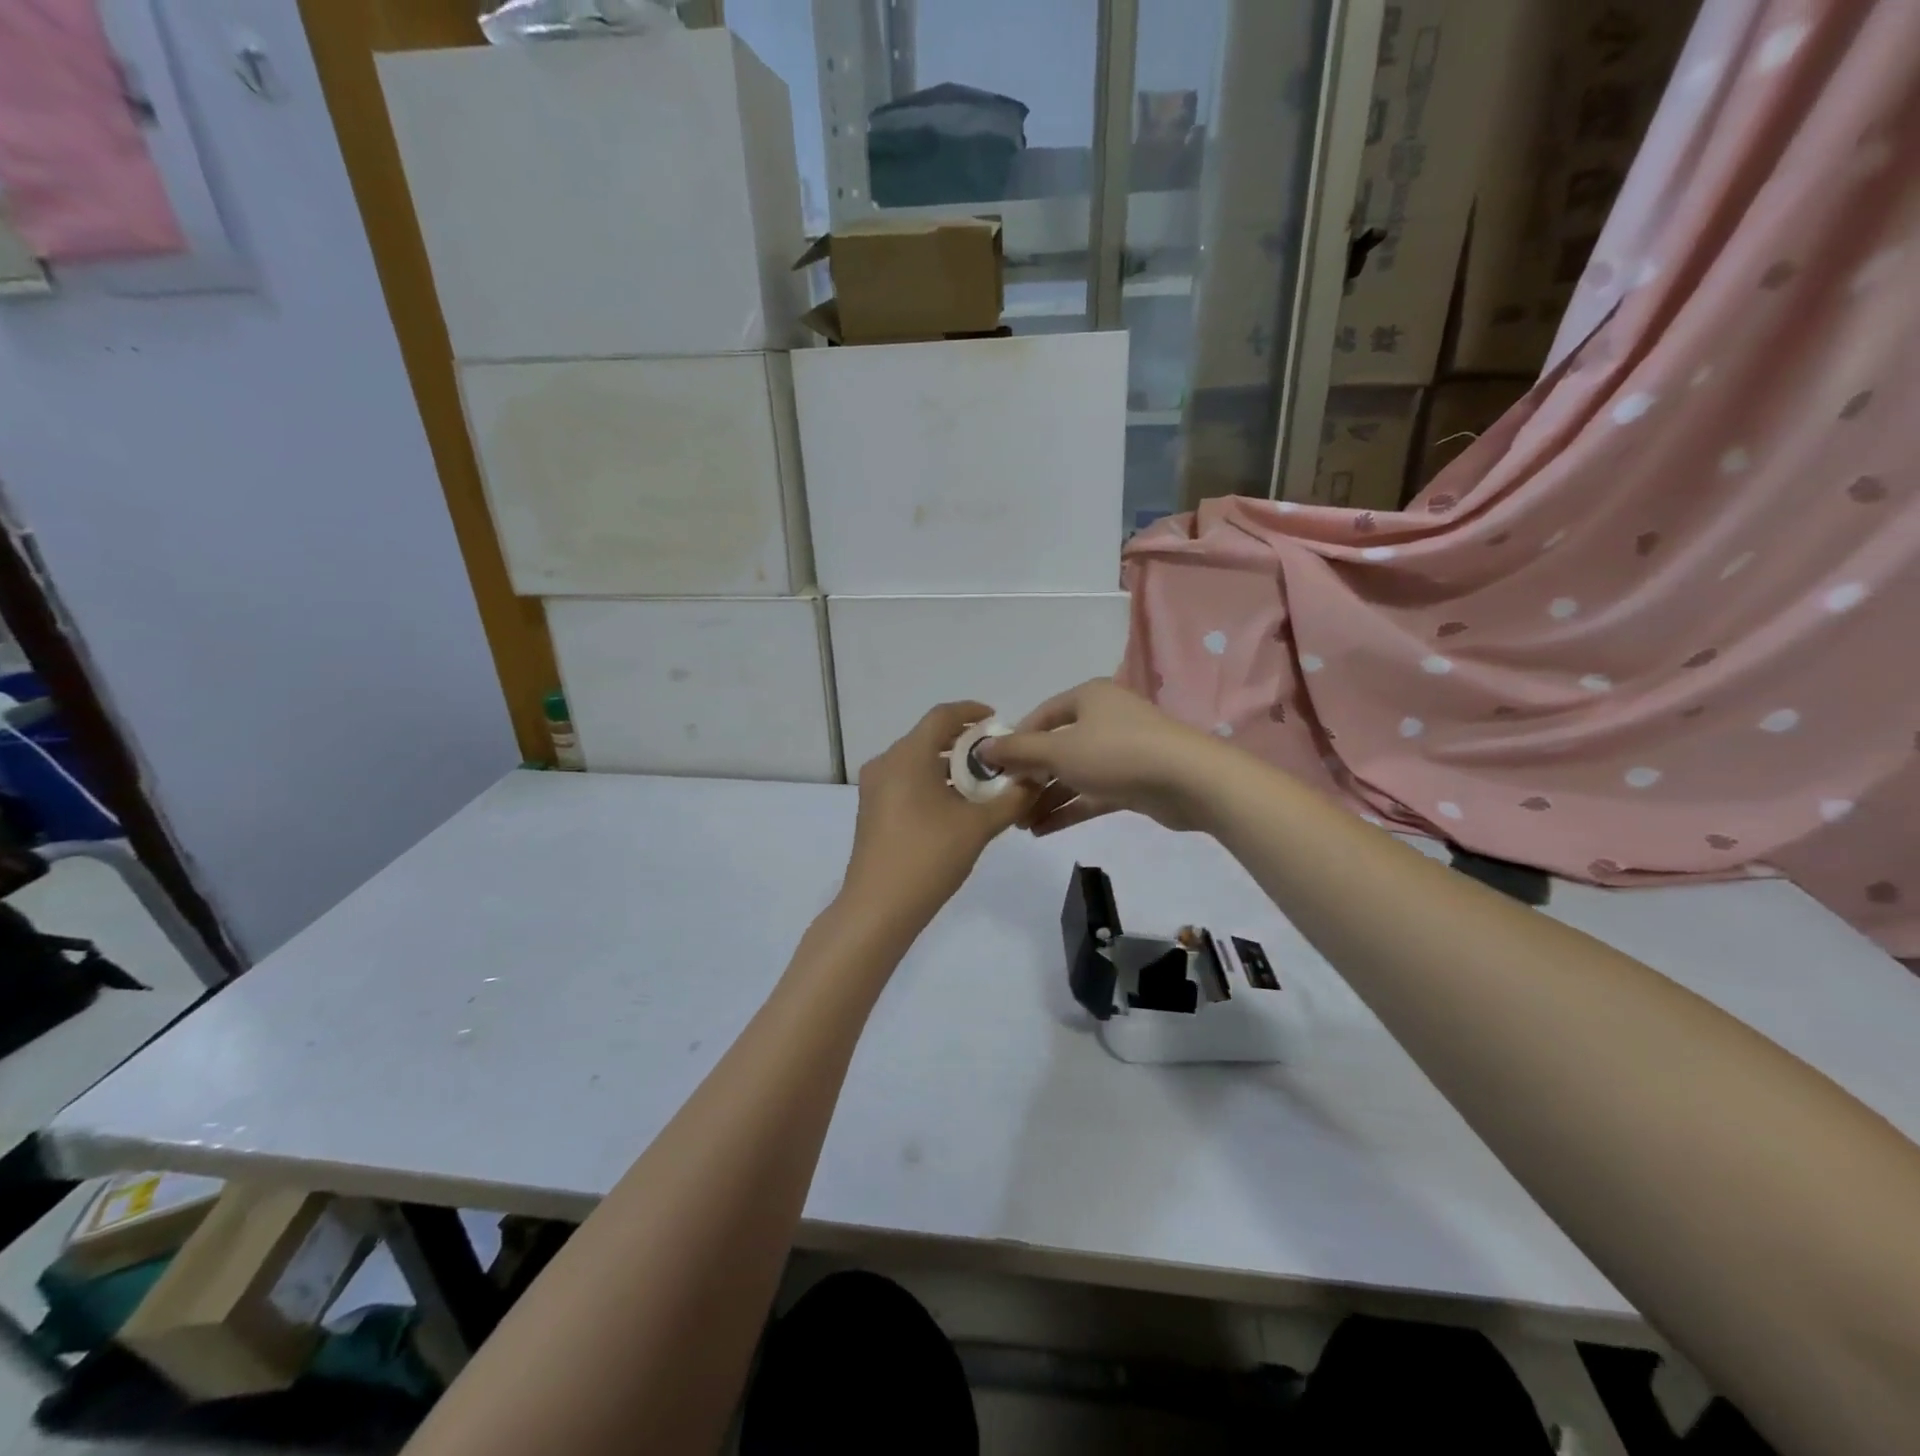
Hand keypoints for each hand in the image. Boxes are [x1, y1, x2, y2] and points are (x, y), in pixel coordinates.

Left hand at [840, 701, 1037, 923]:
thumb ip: (1011, 798)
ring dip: (949, 767)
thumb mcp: (978, 827)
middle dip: (964, 743)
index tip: (997, 720)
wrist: (878, 908)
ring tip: (982, 784)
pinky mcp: (872, 811)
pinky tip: (956, 807)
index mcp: (907, 756)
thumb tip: (1035, 779)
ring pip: (917, 762)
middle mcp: (886, 763)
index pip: (942, 716)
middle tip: (997, 756)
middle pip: (928, 738)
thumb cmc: (928, 857)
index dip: (971, 712)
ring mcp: (874, 788)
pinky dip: (932, 783)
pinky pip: (906, 782)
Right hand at [977, 679, 1229, 835]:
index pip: (1041, 716)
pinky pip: (1091, 793)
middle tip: (1005, 802)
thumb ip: (1019, 751)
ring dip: (1046, 798)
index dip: (1015, 741)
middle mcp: (1103, 719)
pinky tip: (1041, 831)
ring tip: (1019, 824)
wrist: (1188, 780)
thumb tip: (983, 748)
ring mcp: (1120, 751)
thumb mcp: (1059, 751)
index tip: (993, 768)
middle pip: (1056, 747)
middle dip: (1029, 776)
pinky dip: (1069, 809)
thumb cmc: (1116, 753)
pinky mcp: (1132, 781)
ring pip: (1073, 774)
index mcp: (1087, 698)